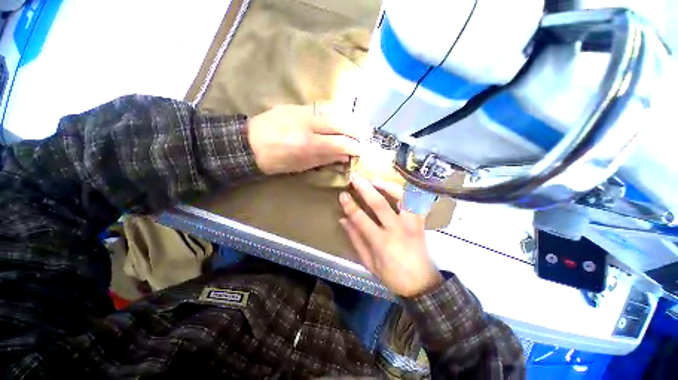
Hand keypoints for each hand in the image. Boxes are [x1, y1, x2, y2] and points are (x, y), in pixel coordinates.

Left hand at [248, 104, 365, 174]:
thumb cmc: (275, 161)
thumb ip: (325, 158)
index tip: (363, 149)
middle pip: (339, 122)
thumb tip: (345, 156)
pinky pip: (322, 105)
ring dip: (349, 117)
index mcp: (306, 144)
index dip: (354, 146)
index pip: (339, 142)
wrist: (248, 143)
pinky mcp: (296, 104)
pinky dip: (336, 111)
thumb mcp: (301, 165)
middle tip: (366, 135)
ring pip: (333, 110)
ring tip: (358, 125)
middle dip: (357, 128)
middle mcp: (306, 124)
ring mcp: (301, 110)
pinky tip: (343, 116)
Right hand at [339, 174, 442, 296]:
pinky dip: (407, 192)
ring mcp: (411, 224)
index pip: (361, 219)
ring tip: (375, 180)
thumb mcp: (369, 263)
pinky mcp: (420, 222)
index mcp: (382, 242)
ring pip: (402, 198)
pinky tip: (396, 187)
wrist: (421, 284)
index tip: (342, 195)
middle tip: (354, 177)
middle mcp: (397, 229)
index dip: (350, 206)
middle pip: (380, 203)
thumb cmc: (392, 276)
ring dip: (387, 186)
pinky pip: (416, 202)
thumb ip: (356, 239)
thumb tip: (343, 219)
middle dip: (365, 188)